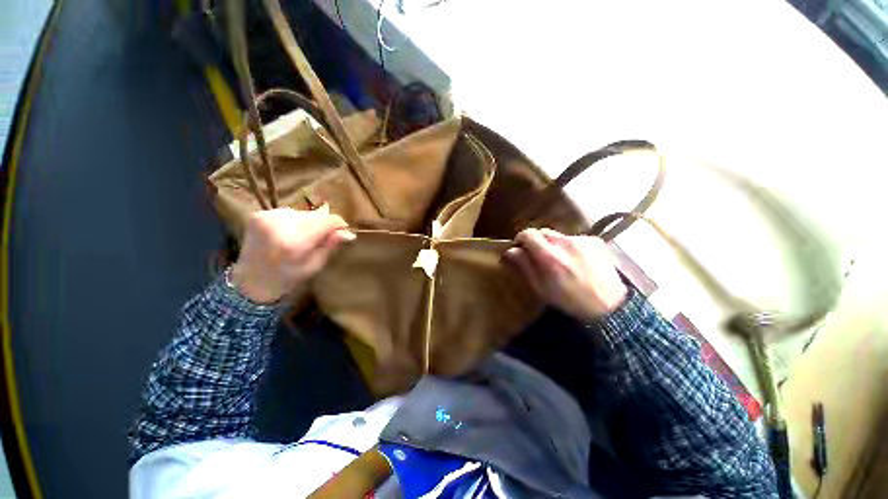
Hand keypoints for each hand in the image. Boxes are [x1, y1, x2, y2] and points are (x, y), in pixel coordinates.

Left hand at [230, 207, 354, 303]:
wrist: (251, 281)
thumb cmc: (287, 278)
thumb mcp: (314, 266)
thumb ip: (330, 246)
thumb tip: (349, 233)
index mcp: (294, 242)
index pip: (327, 221)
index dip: (339, 224)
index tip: (342, 231)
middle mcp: (279, 224)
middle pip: (315, 215)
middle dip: (323, 224)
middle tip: (322, 238)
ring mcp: (266, 217)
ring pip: (302, 212)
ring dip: (309, 222)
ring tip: (304, 237)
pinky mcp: (258, 214)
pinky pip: (288, 212)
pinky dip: (294, 221)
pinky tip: (290, 233)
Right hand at [506, 228, 626, 322]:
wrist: (610, 307)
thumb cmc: (570, 301)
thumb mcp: (541, 288)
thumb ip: (525, 266)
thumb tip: (511, 251)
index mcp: (550, 256)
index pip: (528, 234)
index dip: (520, 239)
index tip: (520, 248)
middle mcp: (565, 242)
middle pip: (542, 231)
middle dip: (536, 241)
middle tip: (538, 256)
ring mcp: (582, 240)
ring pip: (558, 235)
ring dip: (553, 244)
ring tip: (560, 261)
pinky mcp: (595, 240)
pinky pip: (574, 239)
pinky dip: (570, 247)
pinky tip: (577, 261)